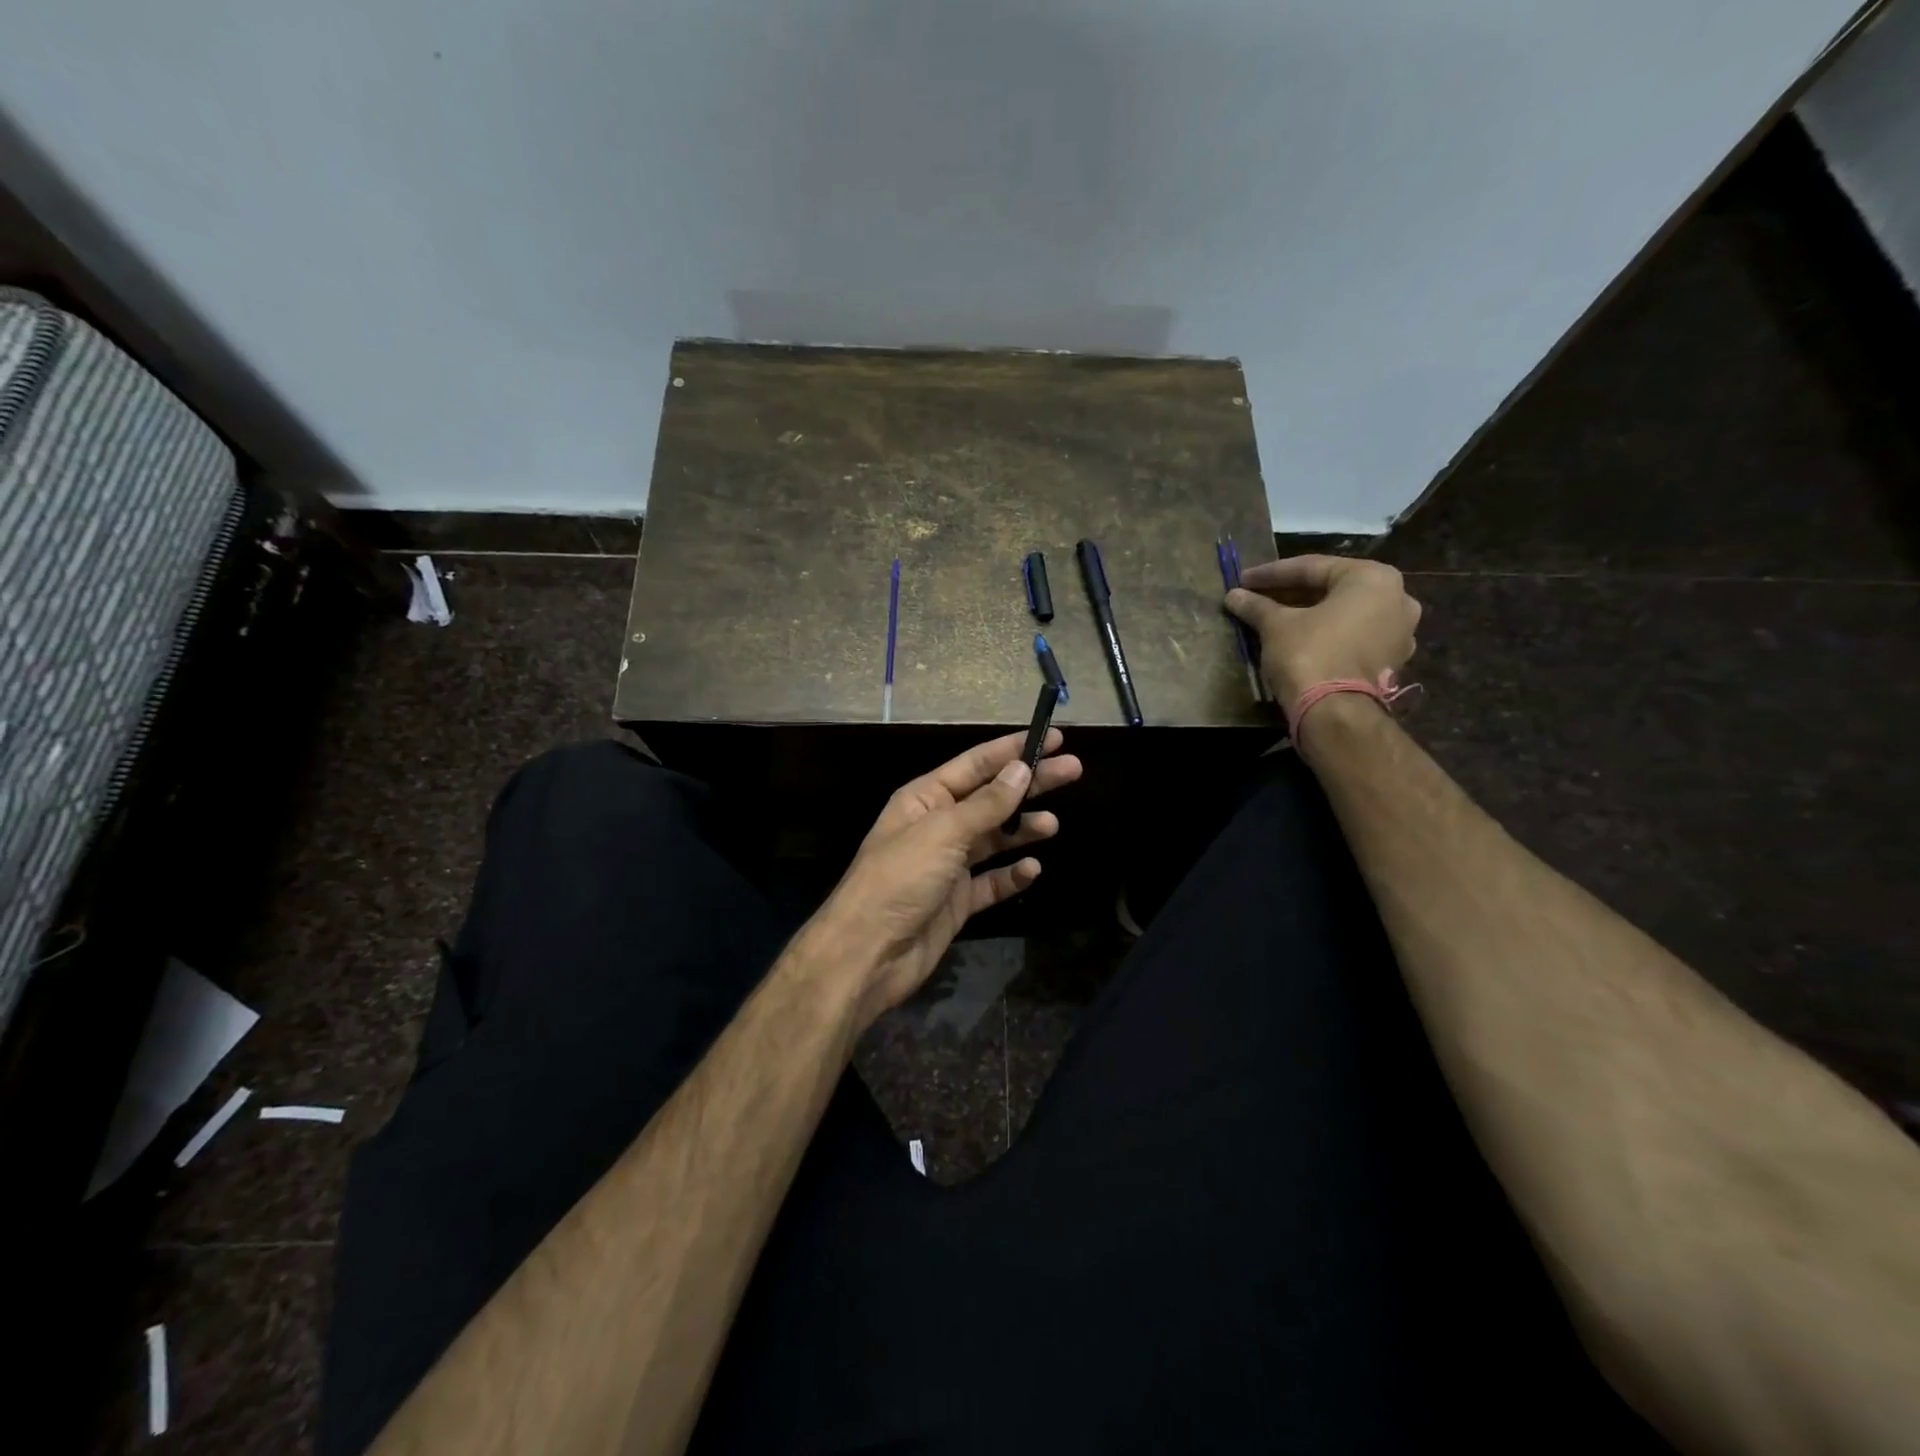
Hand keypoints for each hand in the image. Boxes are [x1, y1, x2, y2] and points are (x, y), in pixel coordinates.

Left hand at [802, 730, 1081, 1026]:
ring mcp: (948, 865)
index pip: (975, 765)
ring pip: (995, 839)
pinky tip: (1032, 869)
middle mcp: (937, 826)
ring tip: (1052, 824)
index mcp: (924, 799)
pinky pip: (992, 882)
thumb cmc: (900, 879)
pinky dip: (1012, 875)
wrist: (869, 953)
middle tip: (1074, 770)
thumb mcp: (943, 832)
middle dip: (1030, 784)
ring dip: (1023, 829)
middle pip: (992, 798)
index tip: (1054, 739)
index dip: (1013, 750)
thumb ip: (986, 804)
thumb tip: (1021, 769)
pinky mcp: (957, 901)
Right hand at [1225, 554, 1421, 708]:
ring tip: (1276, 617)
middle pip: (1332, 589)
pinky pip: (1353, 635)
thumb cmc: (1309, 654)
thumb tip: (1233, 596)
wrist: (1334, 711)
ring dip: (1310, 613)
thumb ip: (1257, 606)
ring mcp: (1399, 631)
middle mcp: (1397, 598)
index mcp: (1373, 578)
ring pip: (1344, 613)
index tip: (1243, 580)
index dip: (1271, 574)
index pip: (1312, 568)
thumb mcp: (1276, 625)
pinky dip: (1327, 633)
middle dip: (1292, 593)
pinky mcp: (1391, 659)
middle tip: (1258, 596)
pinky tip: (1299, 638)